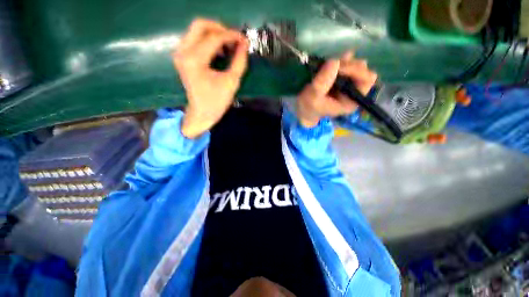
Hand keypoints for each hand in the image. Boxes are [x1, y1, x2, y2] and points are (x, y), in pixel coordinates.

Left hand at [173, 18, 248, 137]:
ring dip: (215, 34)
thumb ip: (239, 61)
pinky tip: (219, 51)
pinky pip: (194, 38)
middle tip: (234, 39)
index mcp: (195, 60)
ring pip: (196, 30)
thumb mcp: (231, 82)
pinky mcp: (182, 56)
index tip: (244, 40)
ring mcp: (180, 53)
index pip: (215, 38)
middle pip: (200, 25)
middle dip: (220, 28)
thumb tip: (244, 44)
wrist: (201, 113)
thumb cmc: (217, 101)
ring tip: (229, 46)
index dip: (232, 36)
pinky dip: (208, 40)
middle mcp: (183, 52)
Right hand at [296, 51, 377, 127]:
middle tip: (331, 66)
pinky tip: (332, 61)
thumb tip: (334, 62)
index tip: (339, 68)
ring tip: (328, 66)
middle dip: (348, 66)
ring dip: (343, 63)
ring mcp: (347, 84)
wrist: (304, 109)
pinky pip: (347, 65)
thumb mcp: (313, 97)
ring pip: (355, 65)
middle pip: (363, 70)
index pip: (366, 80)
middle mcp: (353, 92)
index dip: (356, 70)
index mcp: (351, 101)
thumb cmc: (309, 107)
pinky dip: (341, 61)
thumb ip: (322, 82)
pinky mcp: (341, 79)